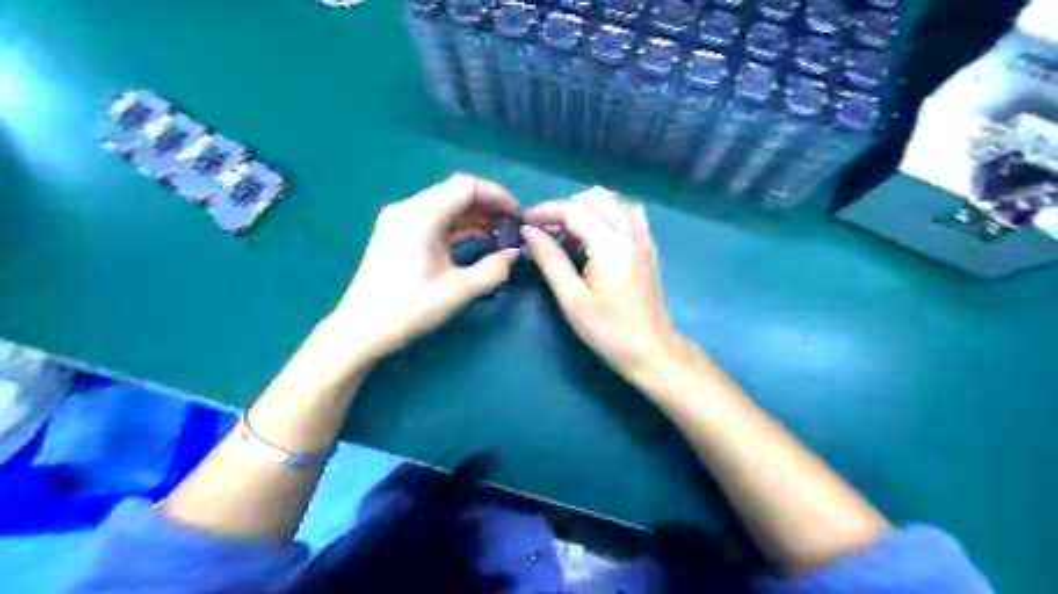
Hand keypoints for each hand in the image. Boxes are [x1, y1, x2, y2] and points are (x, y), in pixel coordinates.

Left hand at [325, 175, 519, 362]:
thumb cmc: (409, 308)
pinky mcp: (399, 235)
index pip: (465, 187)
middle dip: (487, 206)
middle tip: (512, 225)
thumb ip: (493, 269)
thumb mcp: (459, 290)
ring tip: (500, 235)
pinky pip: (435, 222)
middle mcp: (408, 209)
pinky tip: (477, 242)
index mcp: (420, 215)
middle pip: (455, 193)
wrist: (361, 330)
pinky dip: (458, 229)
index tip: (517, 213)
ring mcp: (400, 222)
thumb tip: (514, 254)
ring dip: (474, 218)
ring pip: (446, 207)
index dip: (496, 195)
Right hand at [522, 188, 686, 372]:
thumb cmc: (608, 330)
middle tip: (546, 229)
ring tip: (570, 233)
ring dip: (588, 207)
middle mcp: (630, 232)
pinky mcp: (649, 247)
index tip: (525, 221)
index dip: (546, 210)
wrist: (650, 349)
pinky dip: (609, 213)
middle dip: (566, 206)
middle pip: (595, 197)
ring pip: (614, 201)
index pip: (574, 210)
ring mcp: (644, 238)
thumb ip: (550, 260)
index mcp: (611, 244)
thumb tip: (529, 231)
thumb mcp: (572, 298)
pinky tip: (597, 236)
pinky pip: (629, 214)